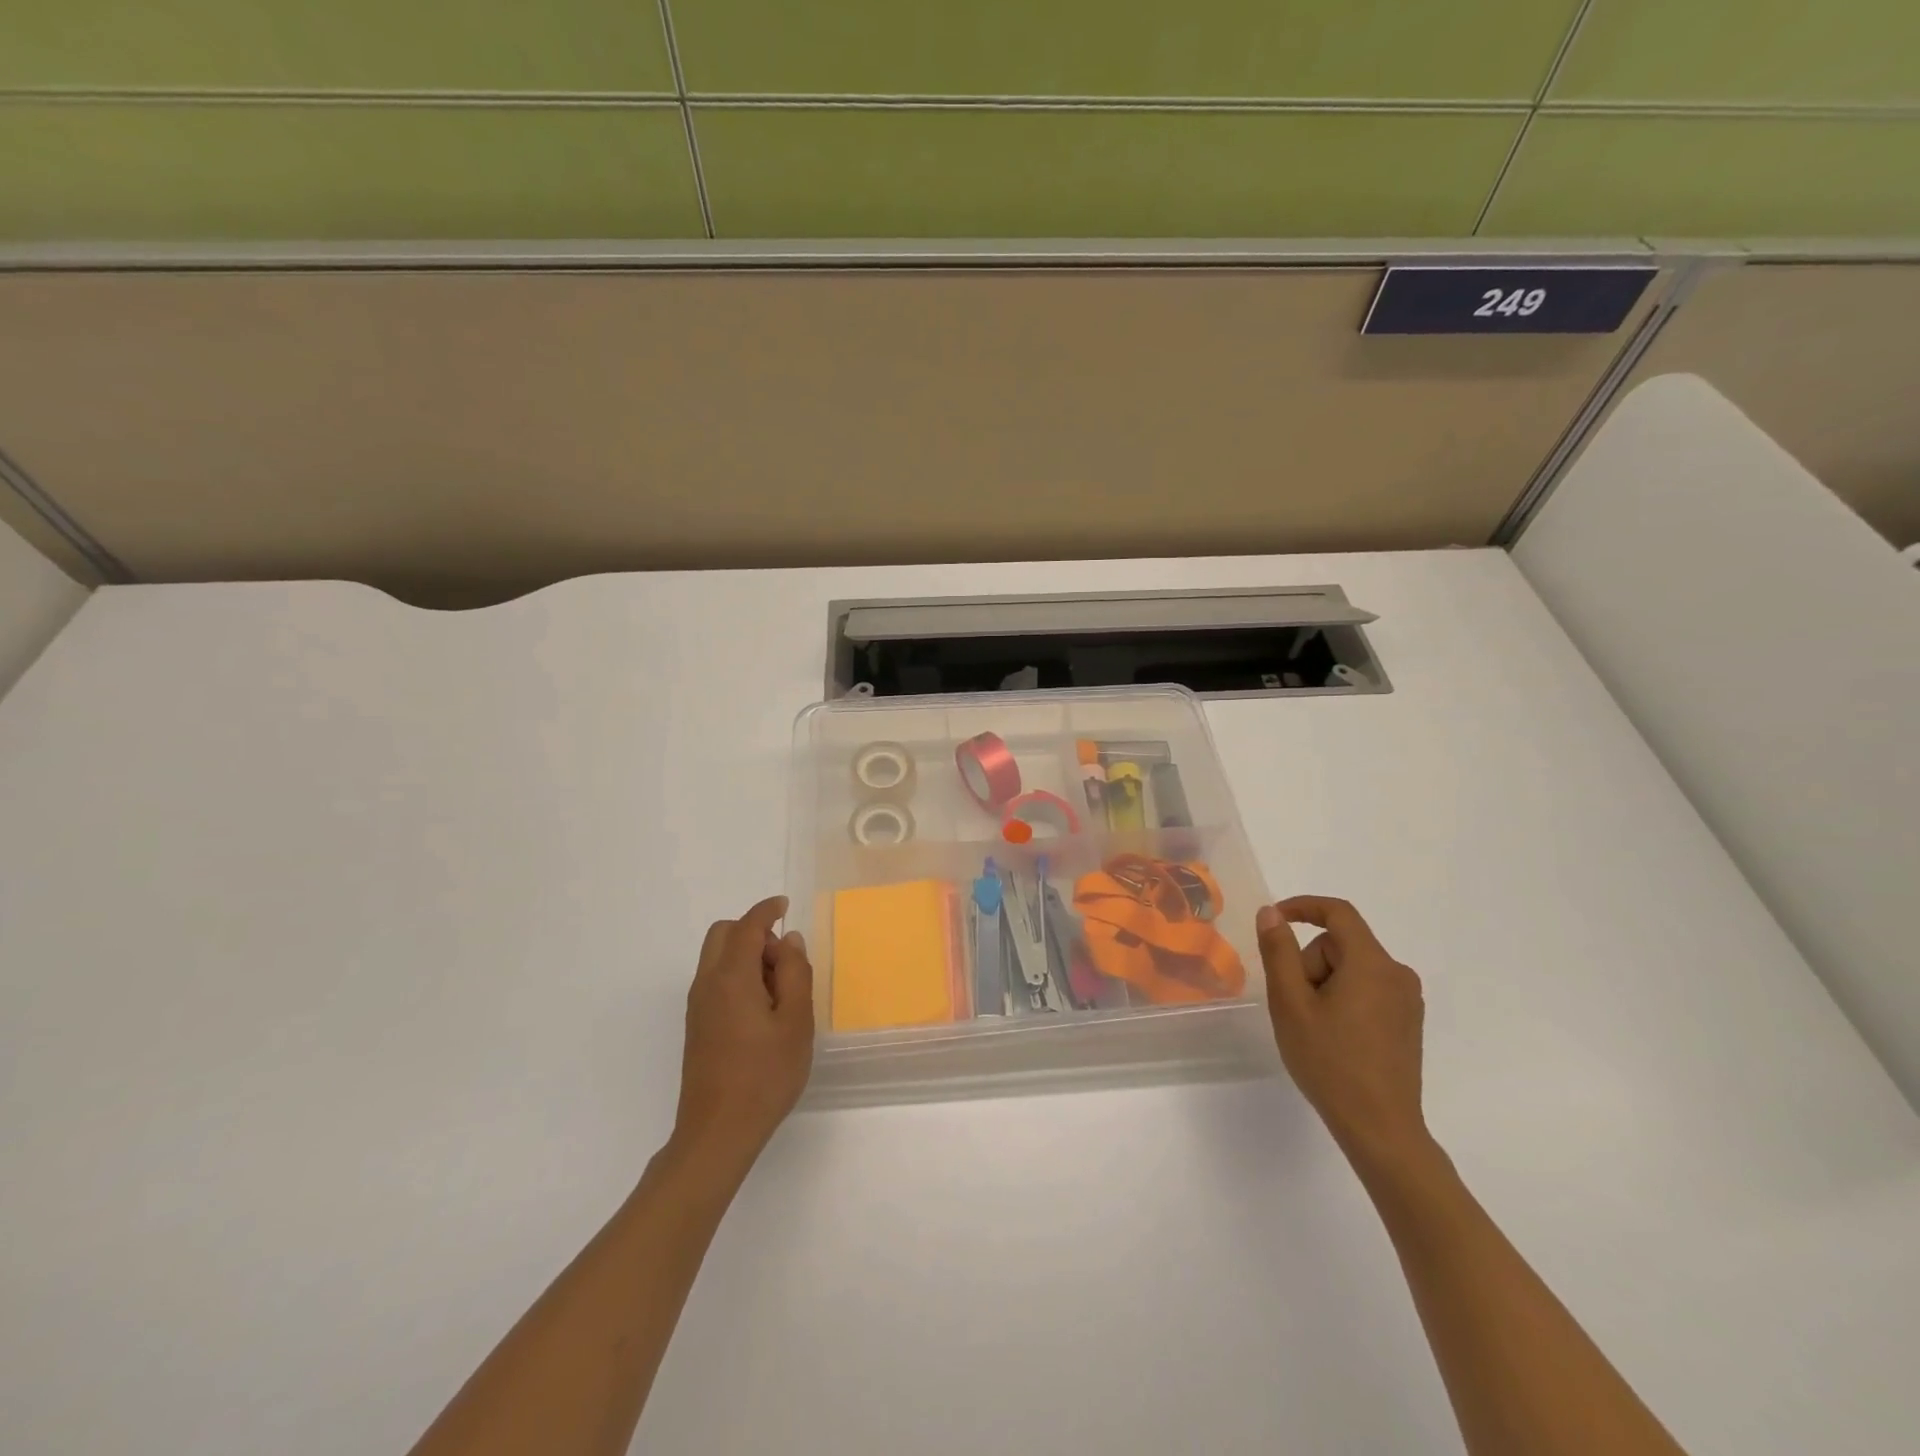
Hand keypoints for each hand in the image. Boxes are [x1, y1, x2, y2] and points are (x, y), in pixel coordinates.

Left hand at [673, 896, 814, 1172]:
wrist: (717, 1132)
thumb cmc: (765, 1076)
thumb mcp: (796, 1022)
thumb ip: (794, 973)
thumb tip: (789, 940)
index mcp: (731, 977)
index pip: (747, 926)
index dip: (766, 910)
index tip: (785, 904)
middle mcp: (707, 984)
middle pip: (723, 934)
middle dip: (753, 932)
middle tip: (784, 960)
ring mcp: (698, 1006)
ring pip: (717, 957)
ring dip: (746, 955)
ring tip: (779, 990)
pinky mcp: (697, 1025)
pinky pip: (715, 980)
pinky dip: (737, 975)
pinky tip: (762, 1009)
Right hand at [1256, 896, 1431, 1170]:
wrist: (1380, 1129)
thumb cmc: (1330, 1062)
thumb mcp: (1291, 1003)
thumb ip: (1279, 951)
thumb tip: (1272, 913)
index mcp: (1371, 964)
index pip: (1338, 913)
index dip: (1302, 907)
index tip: (1273, 920)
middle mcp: (1397, 974)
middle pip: (1340, 945)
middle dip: (1310, 964)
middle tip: (1295, 1005)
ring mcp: (1407, 1000)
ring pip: (1351, 969)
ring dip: (1325, 984)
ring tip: (1313, 1026)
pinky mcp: (1408, 1022)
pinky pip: (1367, 990)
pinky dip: (1343, 999)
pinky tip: (1334, 1037)